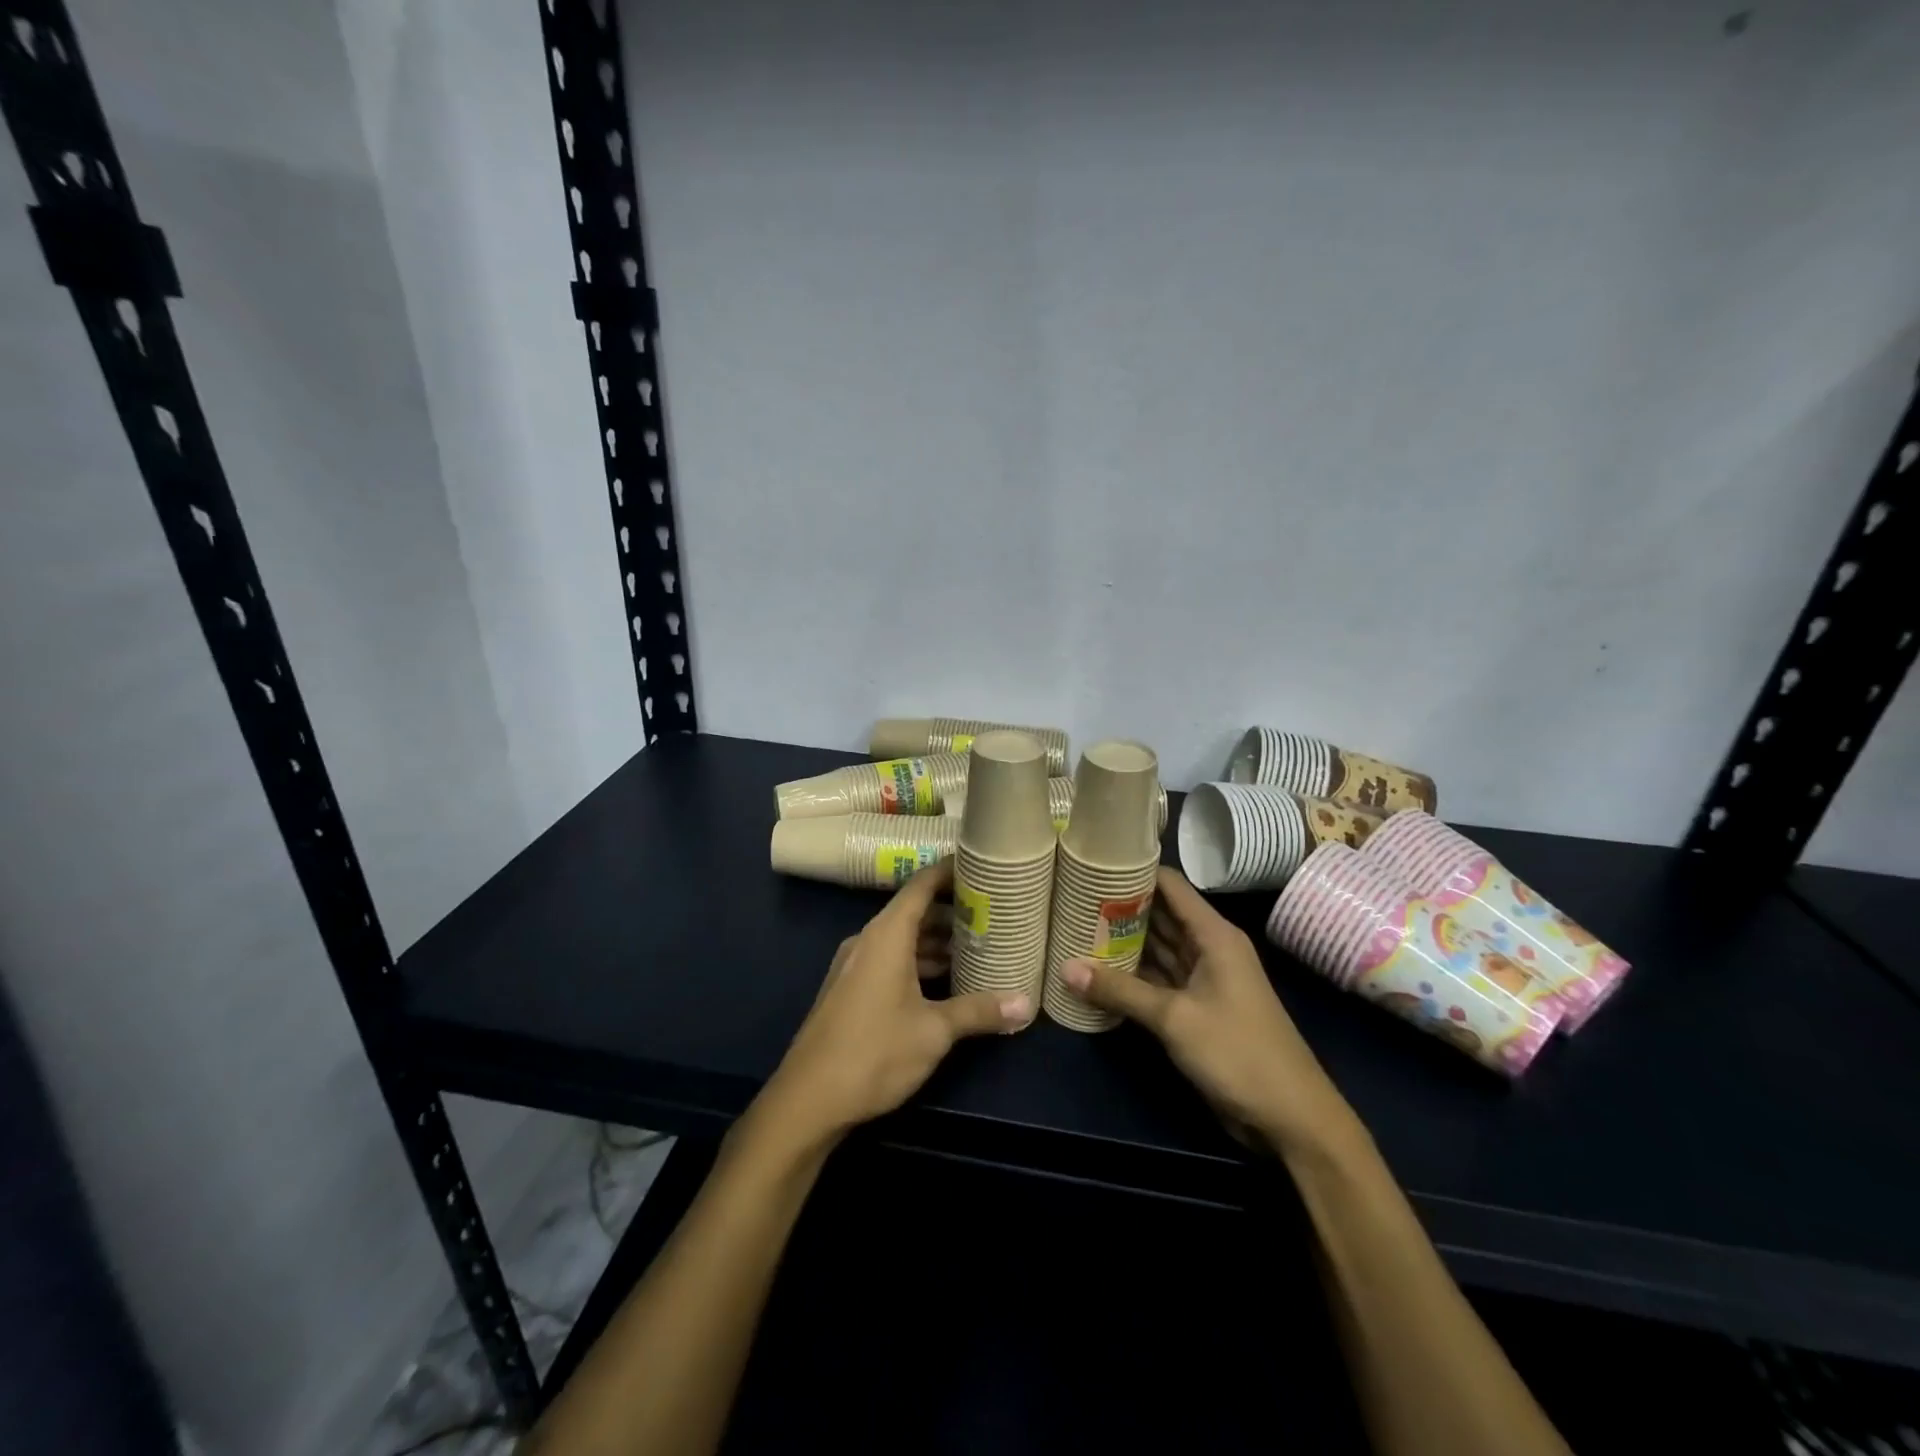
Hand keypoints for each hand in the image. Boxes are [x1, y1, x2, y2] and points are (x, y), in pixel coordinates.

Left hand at [763, 860, 1033, 1142]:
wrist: (807, 1099)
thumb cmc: (874, 1052)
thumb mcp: (934, 1031)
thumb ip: (979, 1011)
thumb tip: (1027, 1003)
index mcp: (887, 935)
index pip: (921, 885)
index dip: (950, 872)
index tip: (981, 865)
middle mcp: (868, 940)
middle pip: (914, 912)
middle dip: (952, 912)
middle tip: (993, 914)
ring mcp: (855, 966)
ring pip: (902, 940)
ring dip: (936, 942)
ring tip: (977, 948)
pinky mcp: (849, 990)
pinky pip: (889, 960)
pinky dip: (918, 962)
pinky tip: (945, 982)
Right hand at [1061, 866, 1355, 1156]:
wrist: (1290, 1118)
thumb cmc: (1238, 1052)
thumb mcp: (1175, 1018)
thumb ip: (1120, 990)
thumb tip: (1065, 967)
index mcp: (1214, 935)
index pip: (1170, 885)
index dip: (1135, 870)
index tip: (1094, 865)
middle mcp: (1208, 948)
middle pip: (1160, 915)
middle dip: (1119, 906)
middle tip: (1072, 896)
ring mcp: (1203, 979)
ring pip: (1157, 948)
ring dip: (1123, 941)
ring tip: (1076, 925)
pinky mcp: (1196, 1008)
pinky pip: (1158, 979)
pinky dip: (1132, 974)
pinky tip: (1097, 969)